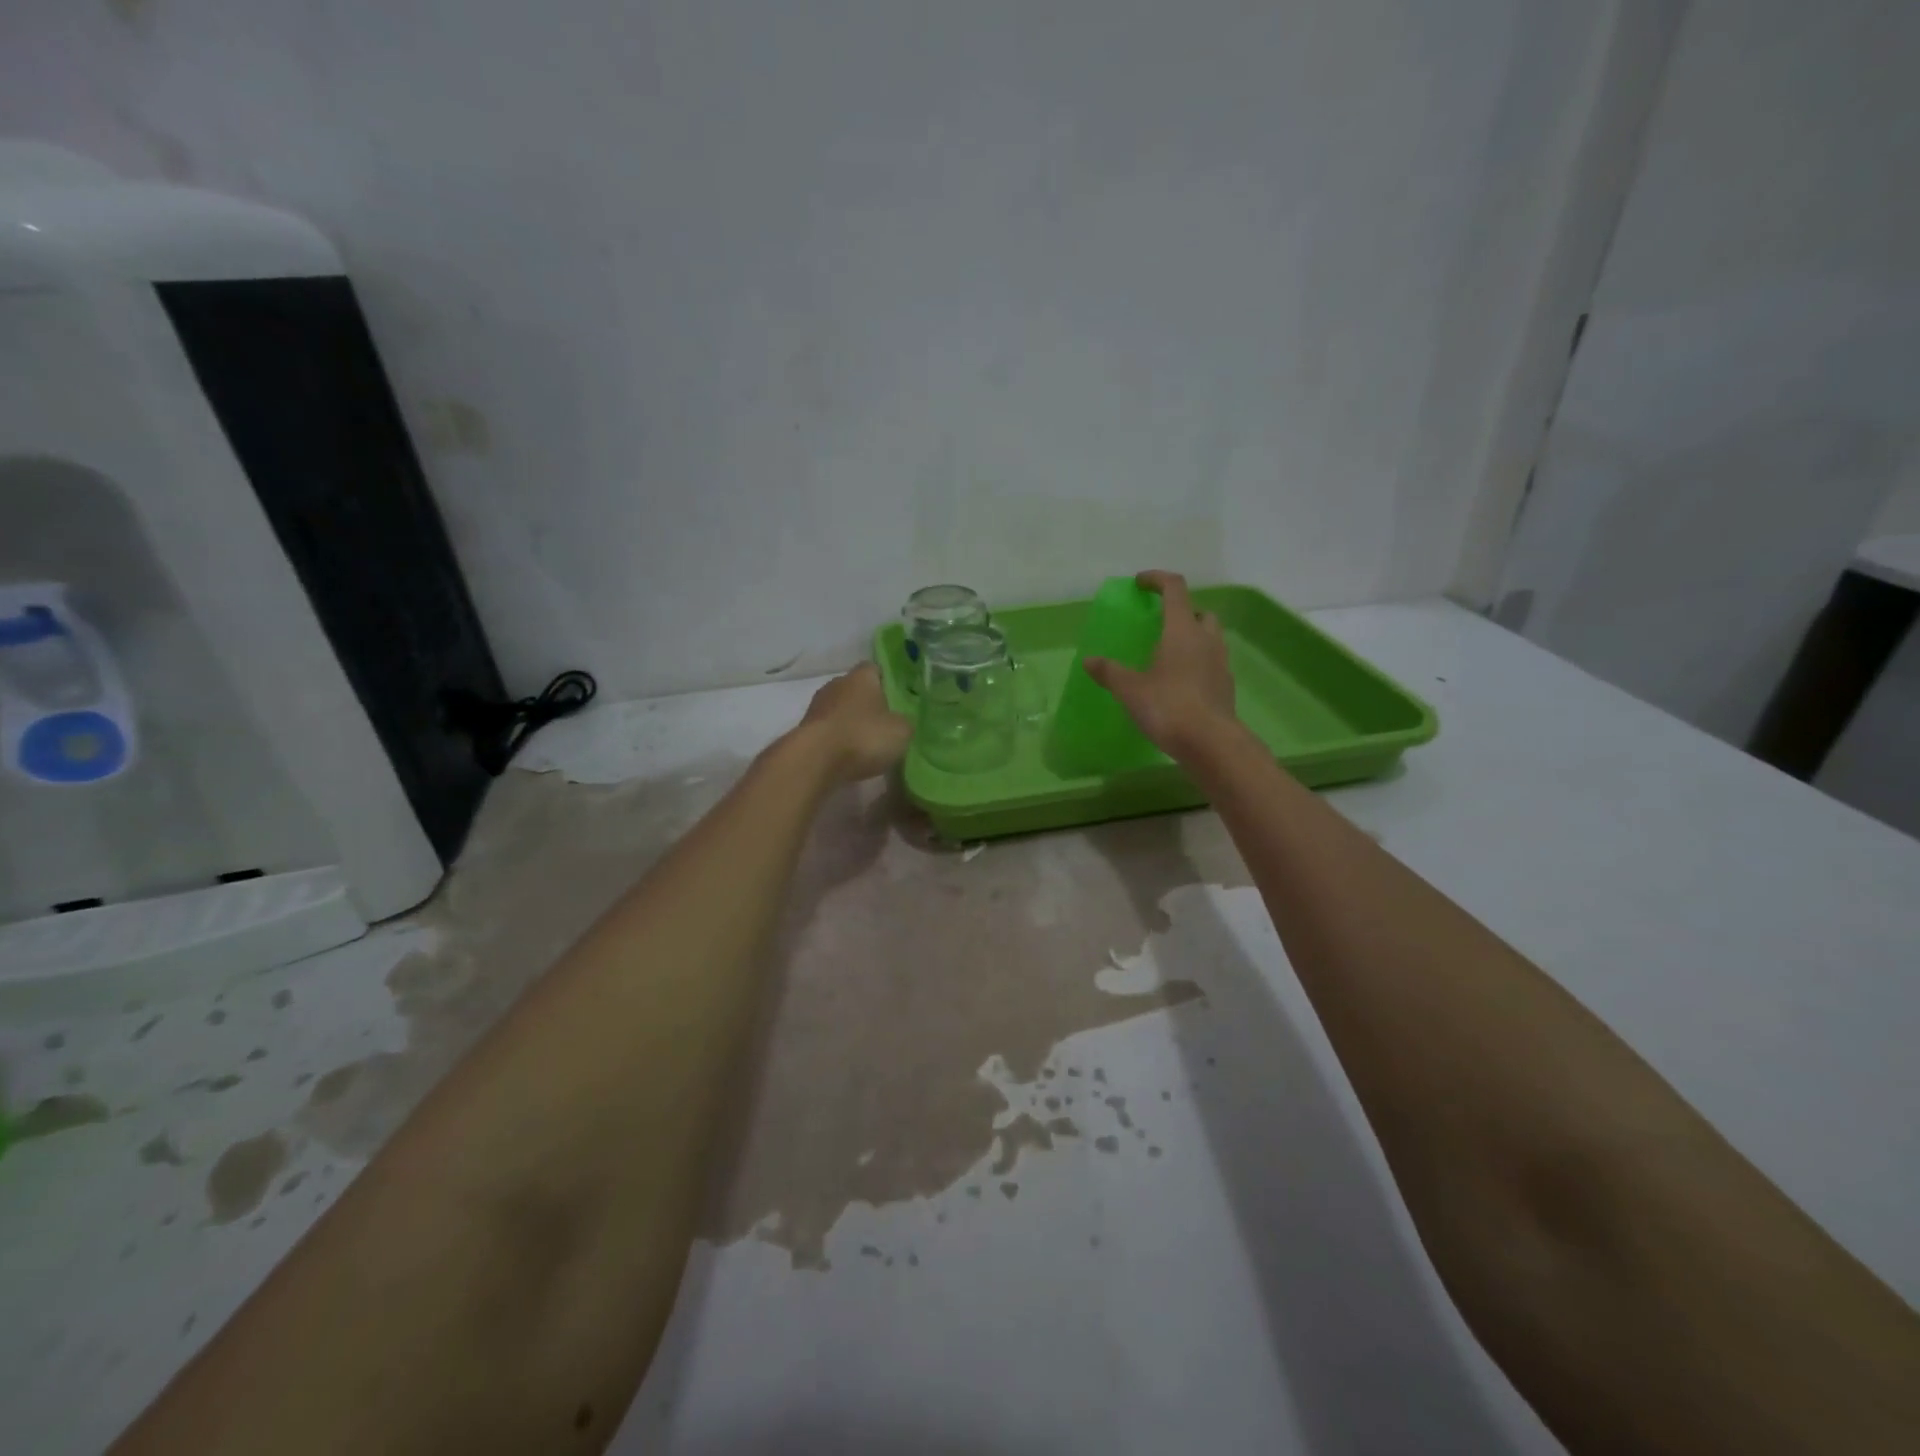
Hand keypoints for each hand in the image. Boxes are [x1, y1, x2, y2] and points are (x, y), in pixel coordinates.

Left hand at [794, 663, 913, 781]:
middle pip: (855, 690)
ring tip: (865, 745)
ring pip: (839, 710)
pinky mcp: (804, 730)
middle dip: (867, 704)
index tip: (896, 699)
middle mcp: (836, 684)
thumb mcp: (901, 731)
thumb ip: (904, 722)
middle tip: (883, 724)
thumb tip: (900, 722)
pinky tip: (847, 757)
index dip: (886, 682)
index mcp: (861, 677)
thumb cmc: (863, 736)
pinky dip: (836, 740)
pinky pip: (827, 730)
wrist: (815, 760)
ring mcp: (816, 707)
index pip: (874, 669)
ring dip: (850, 723)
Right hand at [1085, 570, 1238, 763]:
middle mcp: (1206, 639)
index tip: (1140, 583)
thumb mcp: (1130, 690)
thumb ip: (1110, 672)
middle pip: (1199, 611)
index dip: (1157, 579)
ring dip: (1192, 637)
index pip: (1174, 589)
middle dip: (1181, 612)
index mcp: (1181, 630)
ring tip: (1168, 656)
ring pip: (1210, 637)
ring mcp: (1220, 662)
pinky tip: (1180, 683)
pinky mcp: (1226, 686)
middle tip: (1159, 625)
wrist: (1211, 743)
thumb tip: (1089, 661)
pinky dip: (1197, 663)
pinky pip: (1212, 662)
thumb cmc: (1168, 707)